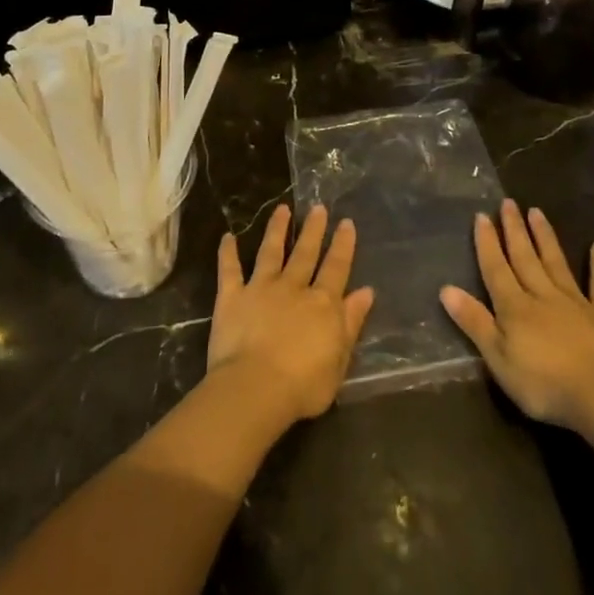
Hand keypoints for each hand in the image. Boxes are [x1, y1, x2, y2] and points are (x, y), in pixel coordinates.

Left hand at [207, 204, 373, 425]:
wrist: (256, 387)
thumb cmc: (303, 385)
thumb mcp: (340, 360)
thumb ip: (351, 323)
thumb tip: (366, 292)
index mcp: (323, 304)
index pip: (337, 268)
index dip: (343, 245)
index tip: (346, 223)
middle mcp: (294, 288)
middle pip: (306, 253)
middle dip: (313, 229)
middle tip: (318, 207)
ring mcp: (261, 289)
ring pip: (271, 252)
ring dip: (277, 230)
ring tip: (281, 209)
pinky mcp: (232, 297)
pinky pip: (229, 270)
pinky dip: (227, 253)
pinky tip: (228, 237)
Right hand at [440, 200, 593, 433]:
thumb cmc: (543, 384)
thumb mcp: (498, 359)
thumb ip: (475, 322)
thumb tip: (446, 289)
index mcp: (515, 307)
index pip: (496, 269)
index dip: (487, 243)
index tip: (482, 216)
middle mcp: (542, 295)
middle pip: (525, 258)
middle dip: (514, 230)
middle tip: (509, 203)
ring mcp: (575, 302)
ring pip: (555, 263)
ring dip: (545, 237)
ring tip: (536, 212)